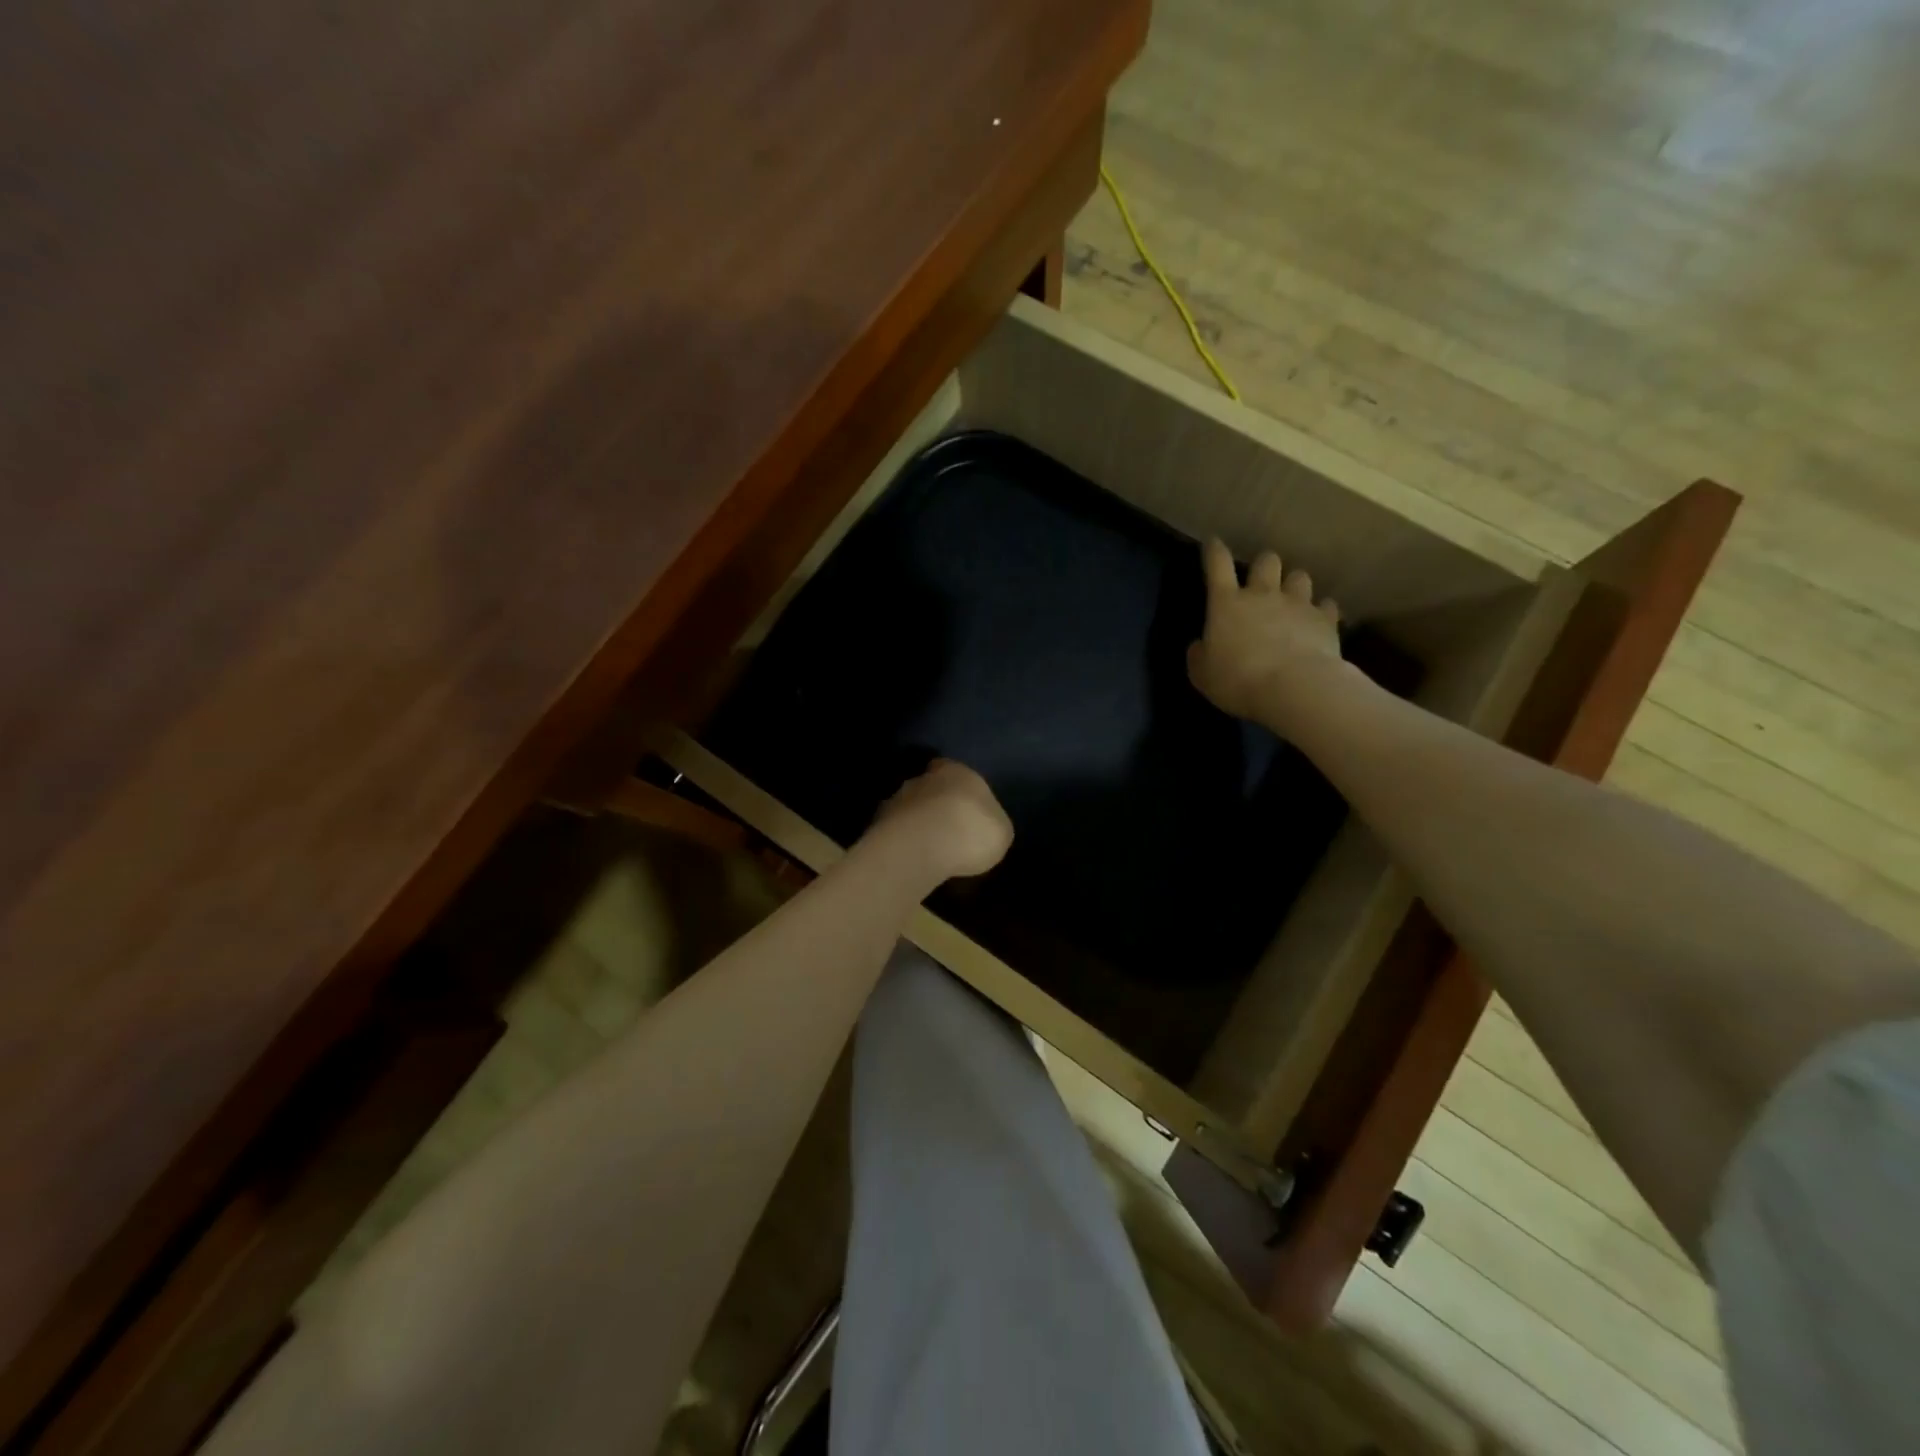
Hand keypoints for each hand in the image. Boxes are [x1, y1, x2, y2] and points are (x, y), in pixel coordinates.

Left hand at [864, 759, 1012, 883]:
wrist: (921, 846)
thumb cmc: (972, 830)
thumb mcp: (1001, 831)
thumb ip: (991, 821)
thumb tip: (984, 823)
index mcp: (957, 771)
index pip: (951, 769)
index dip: (957, 787)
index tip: (962, 806)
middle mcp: (922, 778)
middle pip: (928, 787)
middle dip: (934, 805)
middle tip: (946, 830)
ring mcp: (895, 800)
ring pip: (908, 809)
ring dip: (916, 824)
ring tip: (927, 849)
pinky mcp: (877, 825)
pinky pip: (894, 832)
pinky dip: (902, 842)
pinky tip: (911, 859)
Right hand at [1187, 537, 1343, 723]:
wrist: (1294, 687)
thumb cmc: (1238, 680)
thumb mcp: (1202, 674)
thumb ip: (1199, 655)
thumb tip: (1200, 645)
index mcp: (1227, 603)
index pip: (1217, 564)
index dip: (1214, 550)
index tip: (1213, 542)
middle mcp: (1263, 594)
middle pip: (1266, 561)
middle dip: (1263, 565)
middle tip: (1260, 580)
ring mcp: (1298, 604)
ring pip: (1300, 576)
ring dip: (1294, 584)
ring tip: (1292, 598)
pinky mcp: (1325, 620)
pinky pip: (1326, 605)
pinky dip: (1320, 611)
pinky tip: (1318, 621)